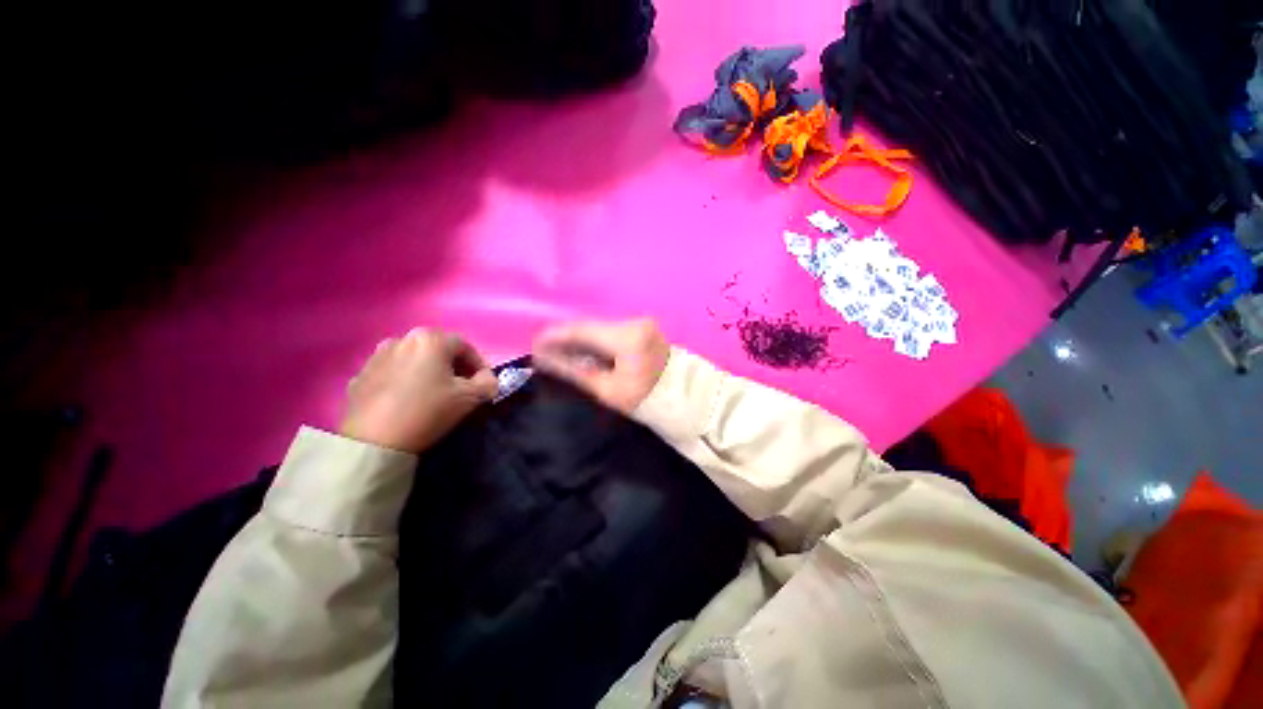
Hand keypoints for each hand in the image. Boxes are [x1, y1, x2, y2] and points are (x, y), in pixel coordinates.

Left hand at [341, 328, 498, 452]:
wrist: (375, 441)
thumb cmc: (429, 411)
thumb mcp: (471, 398)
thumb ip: (489, 383)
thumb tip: (488, 379)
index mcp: (430, 339)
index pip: (465, 346)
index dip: (479, 365)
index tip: (484, 384)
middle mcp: (401, 339)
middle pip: (437, 350)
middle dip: (453, 367)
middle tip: (460, 388)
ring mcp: (376, 357)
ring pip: (413, 360)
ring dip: (427, 372)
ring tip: (432, 394)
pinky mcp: (359, 376)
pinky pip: (391, 373)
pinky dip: (403, 381)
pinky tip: (407, 401)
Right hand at [531, 318, 669, 413]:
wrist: (681, 397)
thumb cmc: (644, 400)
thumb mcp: (606, 390)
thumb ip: (574, 371)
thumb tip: (544, 359)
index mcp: (627, 338)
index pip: (583, 330)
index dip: (556, 336)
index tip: (535, 345)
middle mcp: (634, 323)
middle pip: (591, 326)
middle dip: (566, 338)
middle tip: (545, 350)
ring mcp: (641, 323)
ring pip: (600, 327)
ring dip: (580, 338)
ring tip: (561, 352)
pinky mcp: (643, 327)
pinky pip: (611, 330)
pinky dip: (596, 339)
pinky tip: (583, 349)